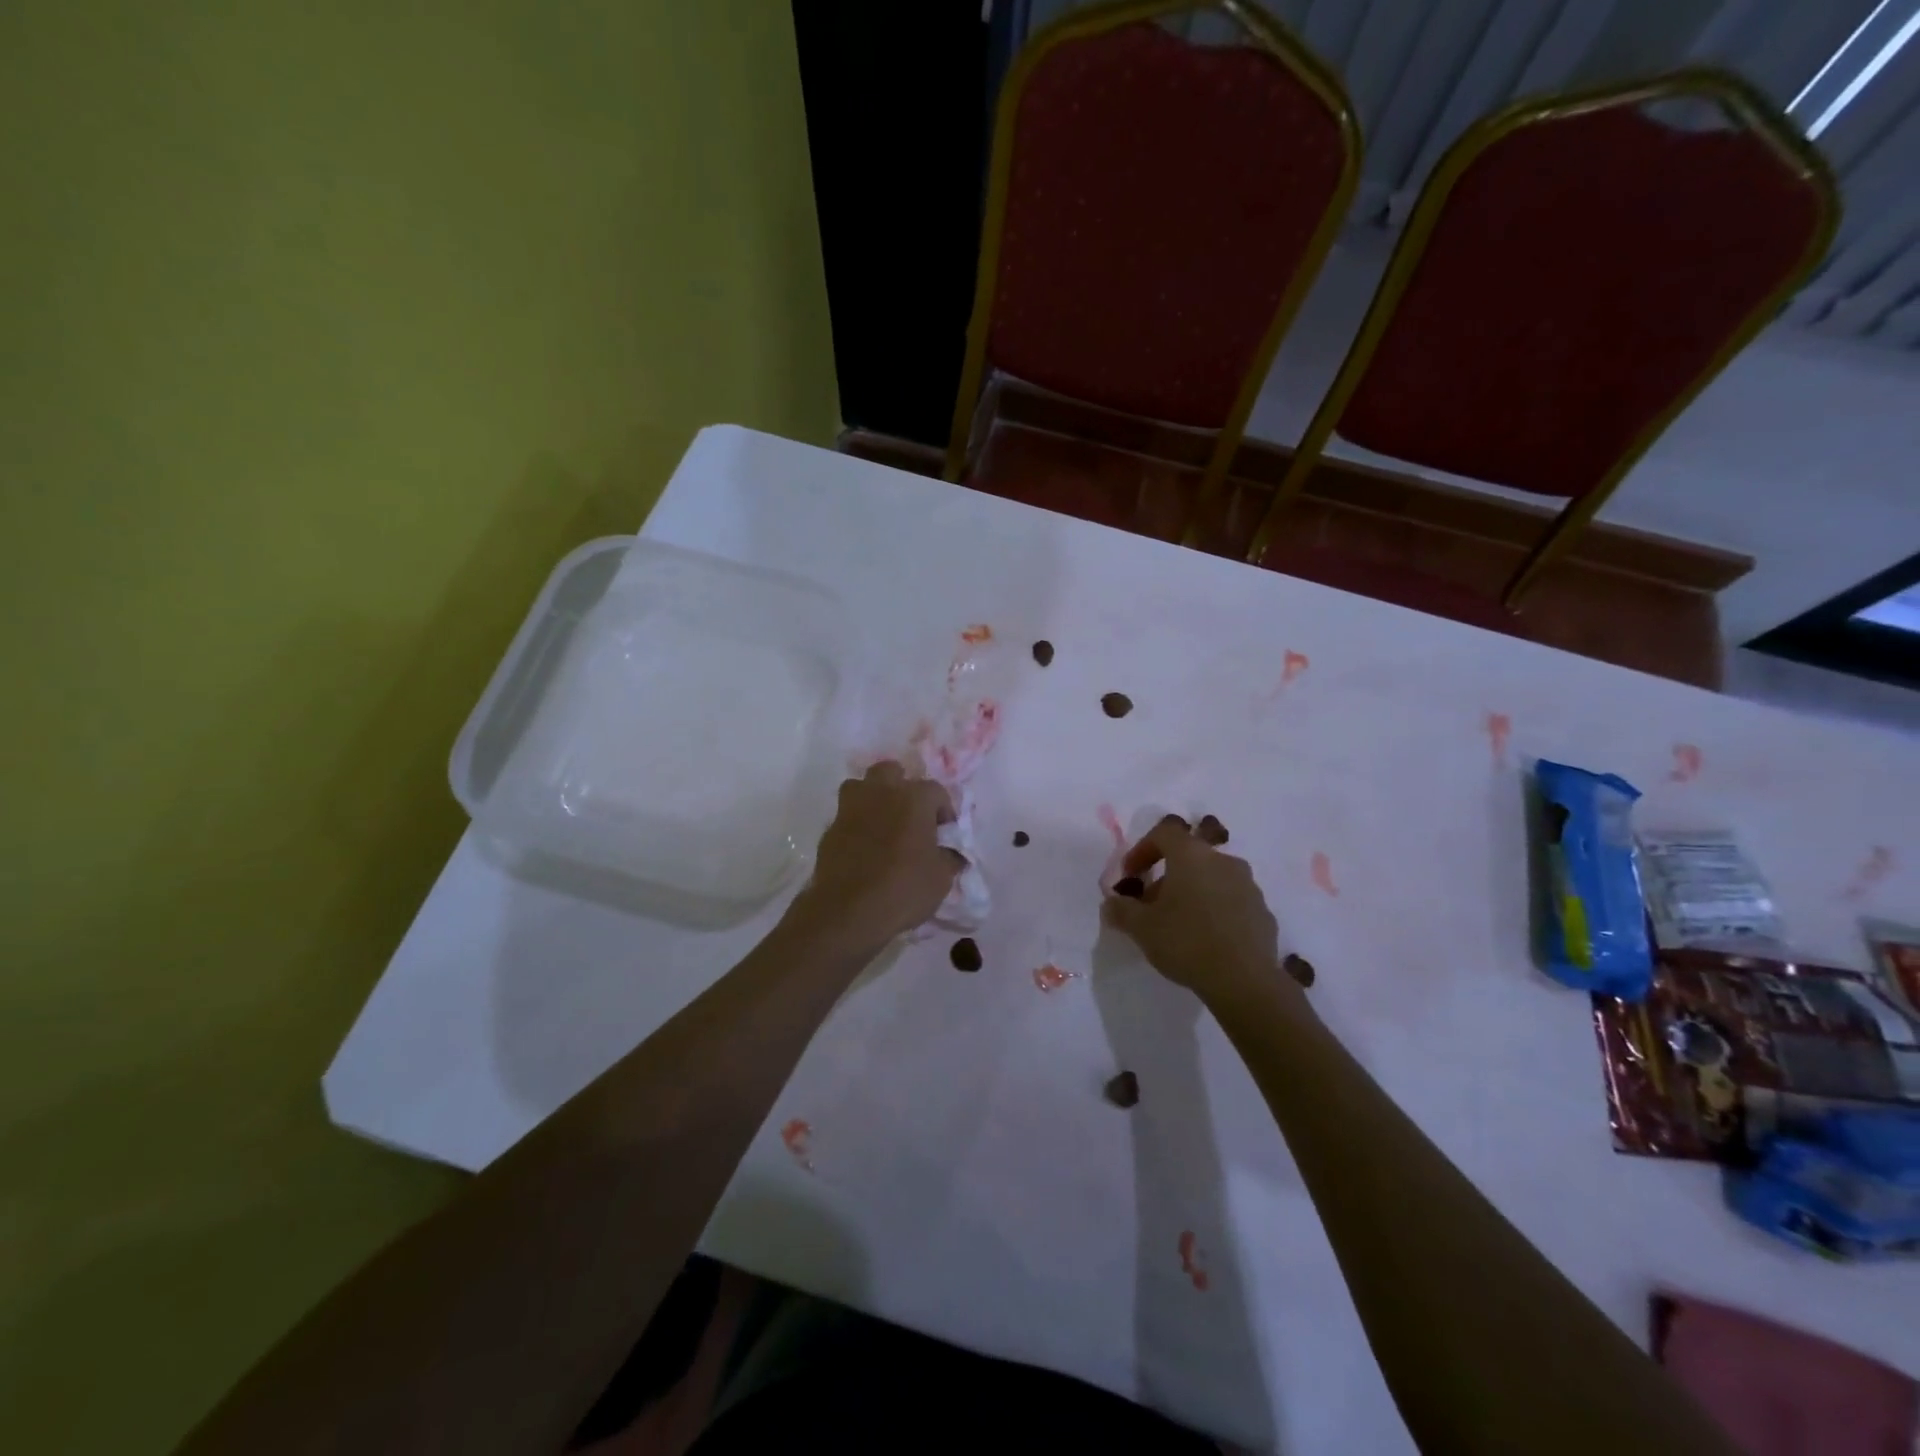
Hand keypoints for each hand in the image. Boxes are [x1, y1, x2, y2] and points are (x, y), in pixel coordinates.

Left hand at [796, 762, 961, 949]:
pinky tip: (864, 847)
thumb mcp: (941, 878)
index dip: (944, 810)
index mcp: (913, 798)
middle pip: (892, 772)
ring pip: (862, 787)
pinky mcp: (830, 829)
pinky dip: (857, 824)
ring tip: (883, 823)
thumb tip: (952, 853)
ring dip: (874, 798)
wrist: (848, 912)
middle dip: (902, 787)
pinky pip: (847, 815)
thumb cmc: (904, 889)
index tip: (945, 833)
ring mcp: (850, 808)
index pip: (936, 791)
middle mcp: (880, 793)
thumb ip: (950, 857)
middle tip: (911, 816)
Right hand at [1103, 815, 1289, 1004]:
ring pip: (1212, 879)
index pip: (1163, 833)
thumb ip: (1121, 910)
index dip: (1141, 849)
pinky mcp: (1263, 911)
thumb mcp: (1141, 928)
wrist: (1245, 981)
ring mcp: (1248, 885)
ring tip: (1178, 925)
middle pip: (1189, 857)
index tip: (1130, 876)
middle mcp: (1223, 861)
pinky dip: (1214, 910)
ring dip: (1191, 893)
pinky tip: (1205, 940)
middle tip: (1150, 906)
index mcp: (1192, 855)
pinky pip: (1231, 901)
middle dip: (1165, 877)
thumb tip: (1111, 903)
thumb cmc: (1186, 942)